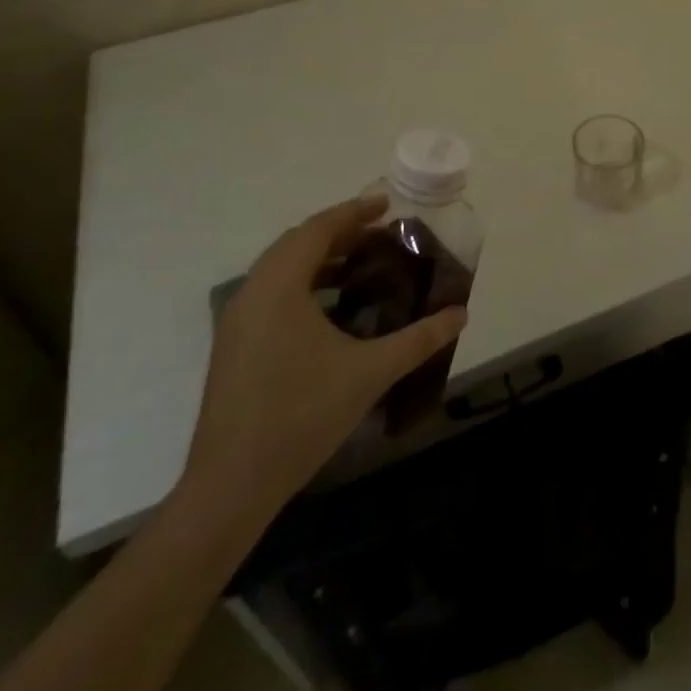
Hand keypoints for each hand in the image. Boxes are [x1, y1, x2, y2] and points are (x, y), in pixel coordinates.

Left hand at [178, 196, 467, 533]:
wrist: (230, 486)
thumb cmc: (301, 415)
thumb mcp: (369, 373)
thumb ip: (419, 339)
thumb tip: (460, 314)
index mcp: (280, 285)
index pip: (318, 229)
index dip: (354, 212)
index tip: (387, 204)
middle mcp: (252, 292)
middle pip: (297, 243)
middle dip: (339, 232)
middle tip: (379, 233)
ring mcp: (237, 320)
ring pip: (280, 268)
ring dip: (319, 258)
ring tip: (360, 264)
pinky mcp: (233, 345)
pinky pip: (270, 293)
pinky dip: (302, 283)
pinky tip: (331, 309)